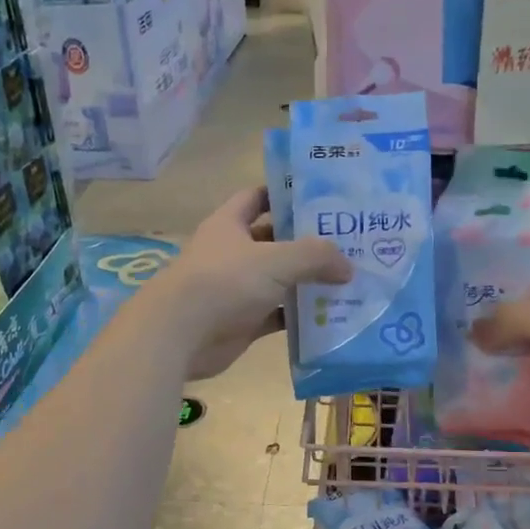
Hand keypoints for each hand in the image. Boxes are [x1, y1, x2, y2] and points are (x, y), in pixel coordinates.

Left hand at [156, 187, 351, 379]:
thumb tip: (348, 266)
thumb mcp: (276, 260)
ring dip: (308, 281)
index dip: (286, 194)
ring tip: (349, 278)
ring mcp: (236, 289)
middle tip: (349, 241)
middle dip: (307, 241)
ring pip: (279, 280)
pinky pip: (277, 315)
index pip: (258, 197)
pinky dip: (299, 316)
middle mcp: (232, 253)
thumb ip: (315, 256)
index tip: (322, 196)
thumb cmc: (224, 282)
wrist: (180, 335)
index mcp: (230, 224)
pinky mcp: (242, 322)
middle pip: (274, 240)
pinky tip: (330, 316)